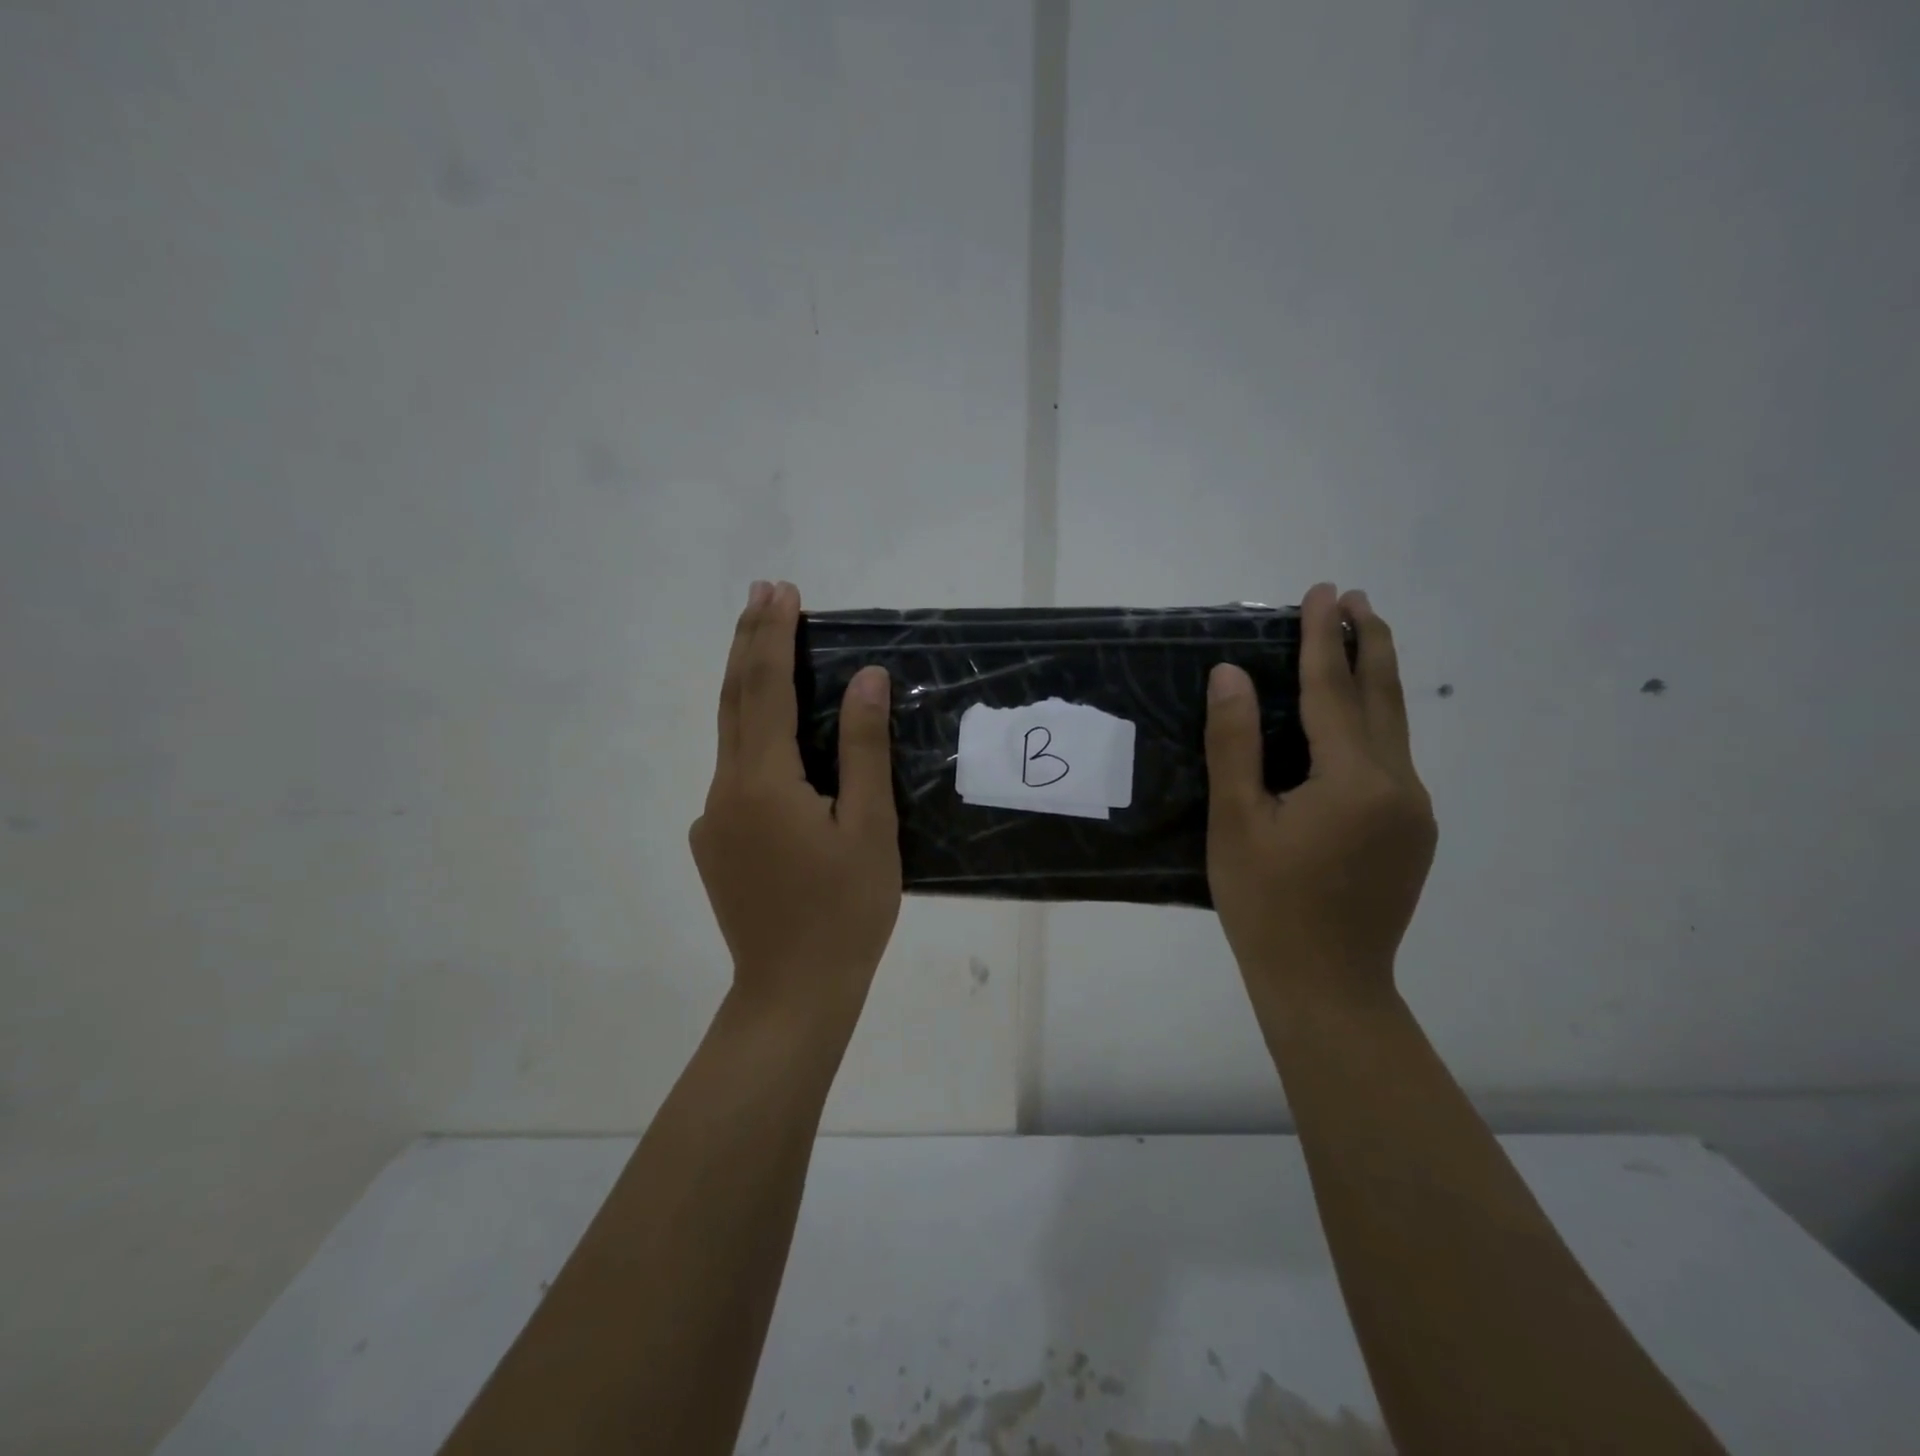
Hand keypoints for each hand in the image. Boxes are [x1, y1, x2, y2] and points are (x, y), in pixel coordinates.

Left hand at [690, 580, 901, 1030]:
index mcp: (764, 782)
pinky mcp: (715, 843)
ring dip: (748, 686)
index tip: (782, 591)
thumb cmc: (845, 912)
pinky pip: (734, 773)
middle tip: (763, 593)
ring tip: (766, 647)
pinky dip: (751, 737)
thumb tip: (866, 678)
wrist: (792, 993)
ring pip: (729, 736)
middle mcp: (726, 790)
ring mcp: (714, 818)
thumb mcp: (869, 827)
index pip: (766, 688)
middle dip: (749, 643)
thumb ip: (863, 748)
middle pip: (735, 701)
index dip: (774, 636)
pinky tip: (776, 742)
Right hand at [1204, 583, 1436, 1002]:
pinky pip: (1393, 759)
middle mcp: (1399, 786)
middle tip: (1355, 598)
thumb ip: (1235, 744)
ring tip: (1361, 639)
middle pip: (1384, 697)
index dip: (1323, 638)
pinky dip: (1374, 723)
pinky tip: (1354, 721)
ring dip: (1376, 679)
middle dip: (1369, 642)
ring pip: (1395, 727)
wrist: (1327, 985)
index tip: (1321, 592)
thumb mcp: (1236, 822)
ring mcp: (1414, 811)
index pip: (1334, 690)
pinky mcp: (1414, 832)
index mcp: (1354, 781)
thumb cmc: (1267, 904)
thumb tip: (1231, 675)